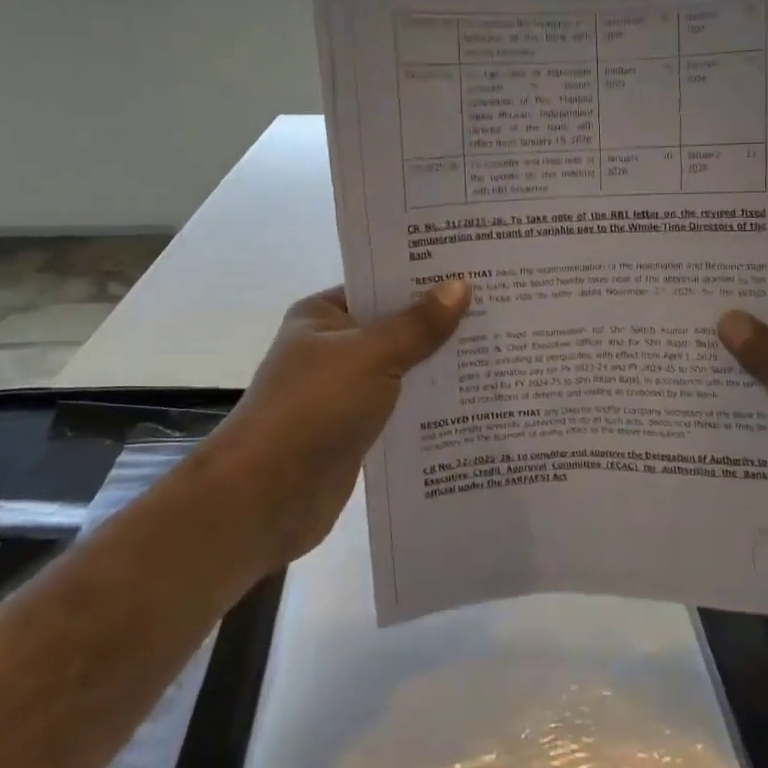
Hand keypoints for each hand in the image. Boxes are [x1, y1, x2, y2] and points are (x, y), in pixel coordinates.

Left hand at [192, 280, 469, 570]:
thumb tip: (461, 286)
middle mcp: (333, 349)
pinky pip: (400, 408)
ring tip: (497, 352)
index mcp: (323, 316)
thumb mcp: (372, 355)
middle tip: (499, 310)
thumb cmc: (315, 406)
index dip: (423, 279)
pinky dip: (428, 405)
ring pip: (401, 370)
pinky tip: (472, 400)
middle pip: (395, 328)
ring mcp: (344, 392)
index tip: (474, 273)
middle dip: (440, 324)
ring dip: (439, 367)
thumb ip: (418, 324)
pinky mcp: (356, 431)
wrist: (269, 494)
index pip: (379, 285)